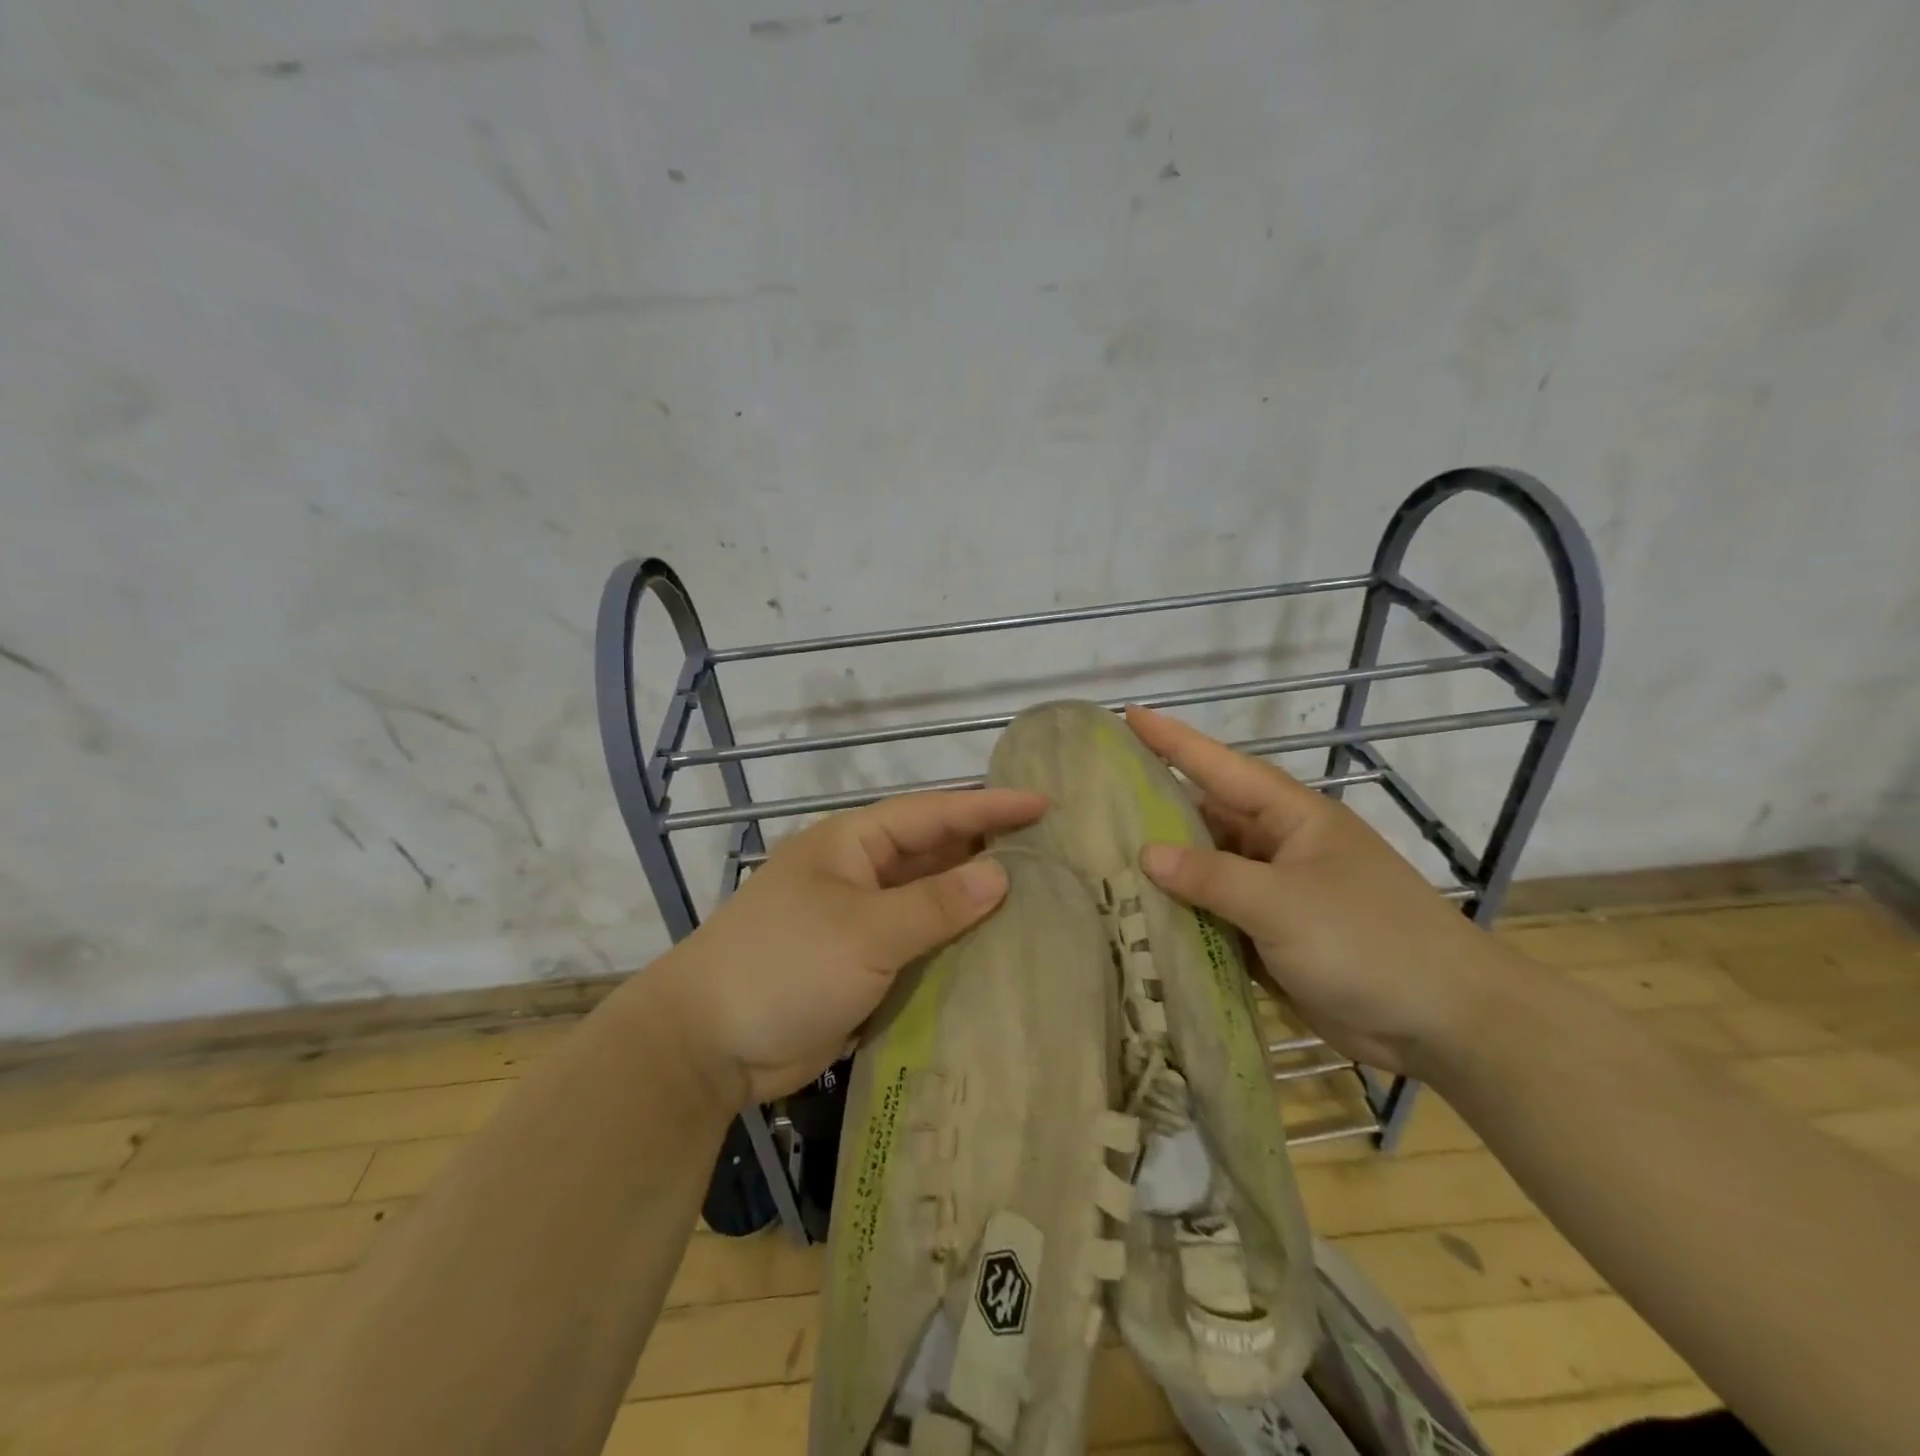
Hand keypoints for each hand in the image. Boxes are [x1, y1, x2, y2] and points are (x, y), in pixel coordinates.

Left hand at [653, 788, 1047, 1105]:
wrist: (708, 1044)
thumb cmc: (785, 965)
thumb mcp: (864, 931)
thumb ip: (935, 904)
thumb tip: (1000, 876)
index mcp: (853, 844)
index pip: (932, 814)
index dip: (988, 806)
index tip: (1044, 805)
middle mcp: (859, 874)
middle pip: (933, 854)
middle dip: (987, 851)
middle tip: (1052, 854)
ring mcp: (859, 922)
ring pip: (929, 902)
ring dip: (973, 903)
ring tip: (1040, 902)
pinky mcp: (861, 966)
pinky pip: (919, 946)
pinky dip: (953, 946)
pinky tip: (996, 953)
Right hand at [1125, 705, 1513, 1075]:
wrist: (1444, 1023)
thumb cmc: (1368, 941)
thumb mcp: (1283, 903)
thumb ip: (1212, 876)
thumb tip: (1147, 854)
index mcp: (1291, 818)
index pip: (1220, 767)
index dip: (1172, 740)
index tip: (1126, 715)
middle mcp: (1278, 847)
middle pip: (1206, 819)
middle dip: (1155, 811)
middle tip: (1093, 802)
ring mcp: (1275, 894)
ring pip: (1207, 872)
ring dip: (1166, 871)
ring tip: (1102, 861)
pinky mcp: (1273, 938)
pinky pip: (1216, 917)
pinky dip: (1184, 917)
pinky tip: (1140, 919)